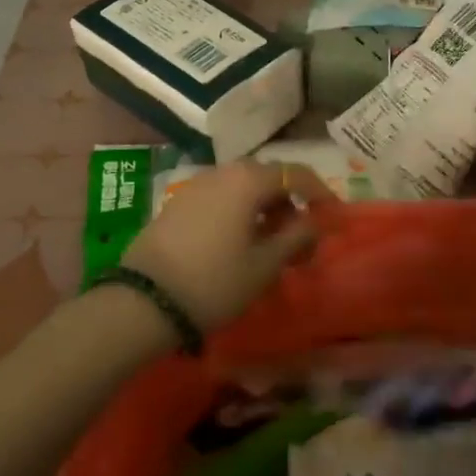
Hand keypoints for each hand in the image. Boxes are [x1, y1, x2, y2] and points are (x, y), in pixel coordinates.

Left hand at [121, 161, 335, 332]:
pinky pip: (220, 198)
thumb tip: (314, 222)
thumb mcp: (264, 265)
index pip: (296, 174)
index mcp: (248, 180)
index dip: (320, 192)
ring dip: (263, 208)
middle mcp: (223, 173)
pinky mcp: (178, 204)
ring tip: (270, 244)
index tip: (332, 215)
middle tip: (300, 236)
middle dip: (290, 202)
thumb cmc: (214, 282)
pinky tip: (238, 243)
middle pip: (268, 177)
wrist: (142, 302)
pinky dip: (239, 213)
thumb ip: (296, 237)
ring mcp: (196, 186)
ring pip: (242, 188)